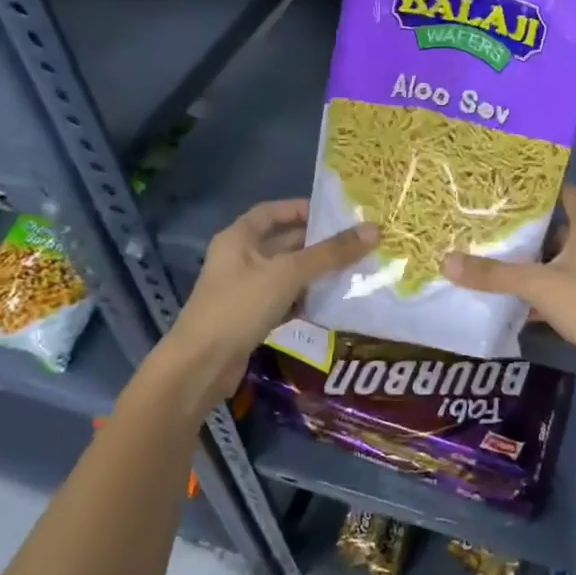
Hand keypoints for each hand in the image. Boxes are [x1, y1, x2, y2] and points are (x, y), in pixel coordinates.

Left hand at [166, 199, 376, 399]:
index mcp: (238, 238)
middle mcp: (239, 259)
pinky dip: (305, 299)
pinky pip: (284, 300)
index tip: (335, 213)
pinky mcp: (250, 318)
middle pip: (283, 243)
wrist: (201, 366)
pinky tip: (331, 302)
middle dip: (317, 243)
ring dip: (315, 272)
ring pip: (286, 273)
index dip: (301, 209)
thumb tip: (374, 230)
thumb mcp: (288, 273)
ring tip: (353, 270)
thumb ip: (331, 253)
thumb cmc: (240, 306)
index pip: (272, 212)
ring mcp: (243, 290)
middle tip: (355, 243)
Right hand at [445, 185, 575, 397]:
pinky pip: (563, 290)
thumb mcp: (538, 285)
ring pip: (559, 263)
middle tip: (489, 225)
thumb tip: (447, 261)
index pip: (568, 193)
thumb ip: (494, 274)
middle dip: (527, 230)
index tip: (508, 187)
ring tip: (493, 260)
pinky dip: (541, 294)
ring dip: (532, 264)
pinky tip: (513, 301)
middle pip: (558, 229)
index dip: (541, 188)